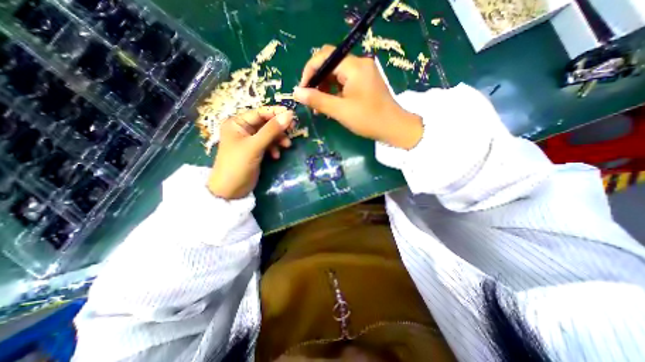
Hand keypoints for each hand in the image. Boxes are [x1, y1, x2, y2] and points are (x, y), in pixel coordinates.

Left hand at [208, 106, 294, 199]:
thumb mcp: (255, 146)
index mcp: (237, 123)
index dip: (276, 113)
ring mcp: (250, 141)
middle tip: (293, 130)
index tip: (292, 115)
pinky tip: (276, 156)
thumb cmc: (238, 164)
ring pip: (269, 135)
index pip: (259, 113)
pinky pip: (268, 145)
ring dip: (279, 139)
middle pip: (266, 123)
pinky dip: (274, 148)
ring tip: (287, 146)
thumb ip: (272, 130)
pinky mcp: (255, 151)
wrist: (230, 190)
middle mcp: (243, 129)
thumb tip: (289, 115)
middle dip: (279, 128)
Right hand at [295, 44, 424, 149]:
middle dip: (317, 82)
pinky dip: (335, 92)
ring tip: (319, 107)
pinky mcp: (365, 83)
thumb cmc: (368, 119)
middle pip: (330, 65)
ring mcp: (363, 73)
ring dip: (325, 89)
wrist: (394, 128)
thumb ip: (317, 100)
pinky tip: (331, 105)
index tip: (302, 90)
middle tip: (310, 101)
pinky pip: (345, 82)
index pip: (324, 57)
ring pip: (337, 75)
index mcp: (354, 66)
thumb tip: (296, 92)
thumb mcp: (340, 110)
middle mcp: (359, 64)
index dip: (309, 71)